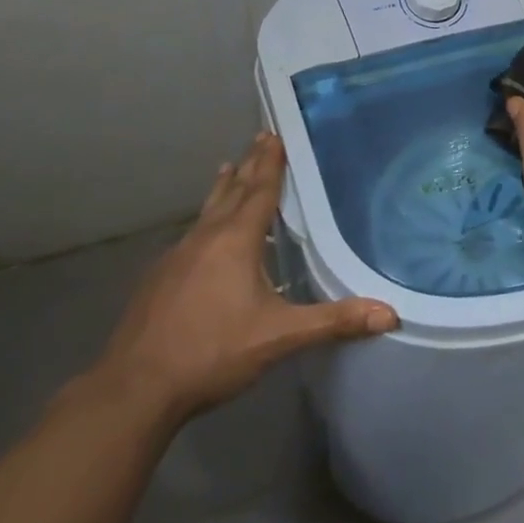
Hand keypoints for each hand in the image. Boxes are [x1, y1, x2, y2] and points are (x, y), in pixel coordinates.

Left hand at [89, 132, 397, 429]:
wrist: (134, 389)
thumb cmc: (212, 353)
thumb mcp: (279, 337)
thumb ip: (333, 321)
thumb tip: (389, 313)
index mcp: (236, 240)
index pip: (260, 190)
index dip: (270, 162)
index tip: (274, 133)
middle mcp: (205, 238)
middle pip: (232, 191)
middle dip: (250, 164)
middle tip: (259, 137)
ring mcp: (176, 256)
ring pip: (207, 211)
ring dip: (223, 188)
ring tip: (229, 168)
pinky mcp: (159, 278)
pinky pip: (190, 234)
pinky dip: (205, 219)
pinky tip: (202, 235)